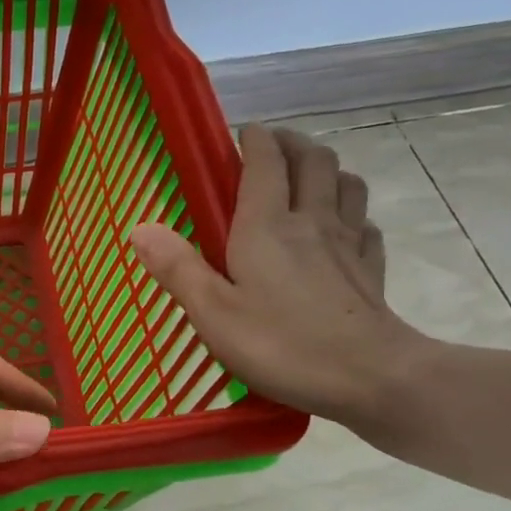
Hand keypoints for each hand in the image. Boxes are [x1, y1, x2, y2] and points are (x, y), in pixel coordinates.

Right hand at [129, 124, 429, 428]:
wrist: (370, 377)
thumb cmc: (282, 344)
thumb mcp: (213, 312)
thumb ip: (177, 268)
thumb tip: (139, 227)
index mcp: (268, 226)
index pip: (266, 162)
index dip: (254, 140)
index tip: (243, 133)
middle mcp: (312, 221)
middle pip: (313, 160)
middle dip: (293, 143)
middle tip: (273, 146)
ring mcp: (348, 243)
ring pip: (346, 184)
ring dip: (327, 169)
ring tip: (309, 176)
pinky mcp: (370, 270)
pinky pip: (365, 225)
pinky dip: (353, 214)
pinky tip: (343, 229)